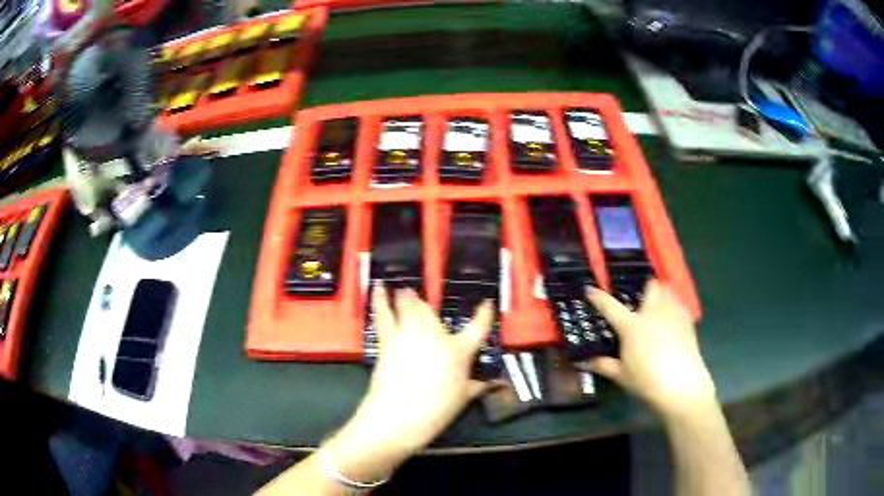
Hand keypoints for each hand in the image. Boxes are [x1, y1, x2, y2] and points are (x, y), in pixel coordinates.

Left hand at [325, 285, 493, 479]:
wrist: (400, 415)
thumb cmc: (436, 409)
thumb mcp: (463, 398)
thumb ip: (478, 387)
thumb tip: (491, 384)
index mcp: (459, 351)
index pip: (478, 327)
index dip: (484, 313)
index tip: (486, 303)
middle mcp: (436, 337)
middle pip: (432, 311)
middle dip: (426, 303)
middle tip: (423, 299)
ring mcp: (410, 335)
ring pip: (409, 307)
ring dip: (406, 298)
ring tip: (402, 289)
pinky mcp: (389, 340)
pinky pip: (384, 315)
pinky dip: (380, 300)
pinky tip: (378, 289)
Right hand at [580, 280, 715, 417]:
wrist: (681, 384)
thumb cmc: (646, 380)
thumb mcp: (621, 375)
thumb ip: (603, 365)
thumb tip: (583, 361)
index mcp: (631, 326)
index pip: (610, 306)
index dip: (598, 297)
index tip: (590, 289)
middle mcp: (652, 313)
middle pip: (650, 286)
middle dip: (644, 287)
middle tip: (639, 298)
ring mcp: (672, 314)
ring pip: (667, 291)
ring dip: (661, 293)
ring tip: (657, 305)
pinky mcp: (687, 321)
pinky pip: (679, 304)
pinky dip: (673, 306)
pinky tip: (671, 320)